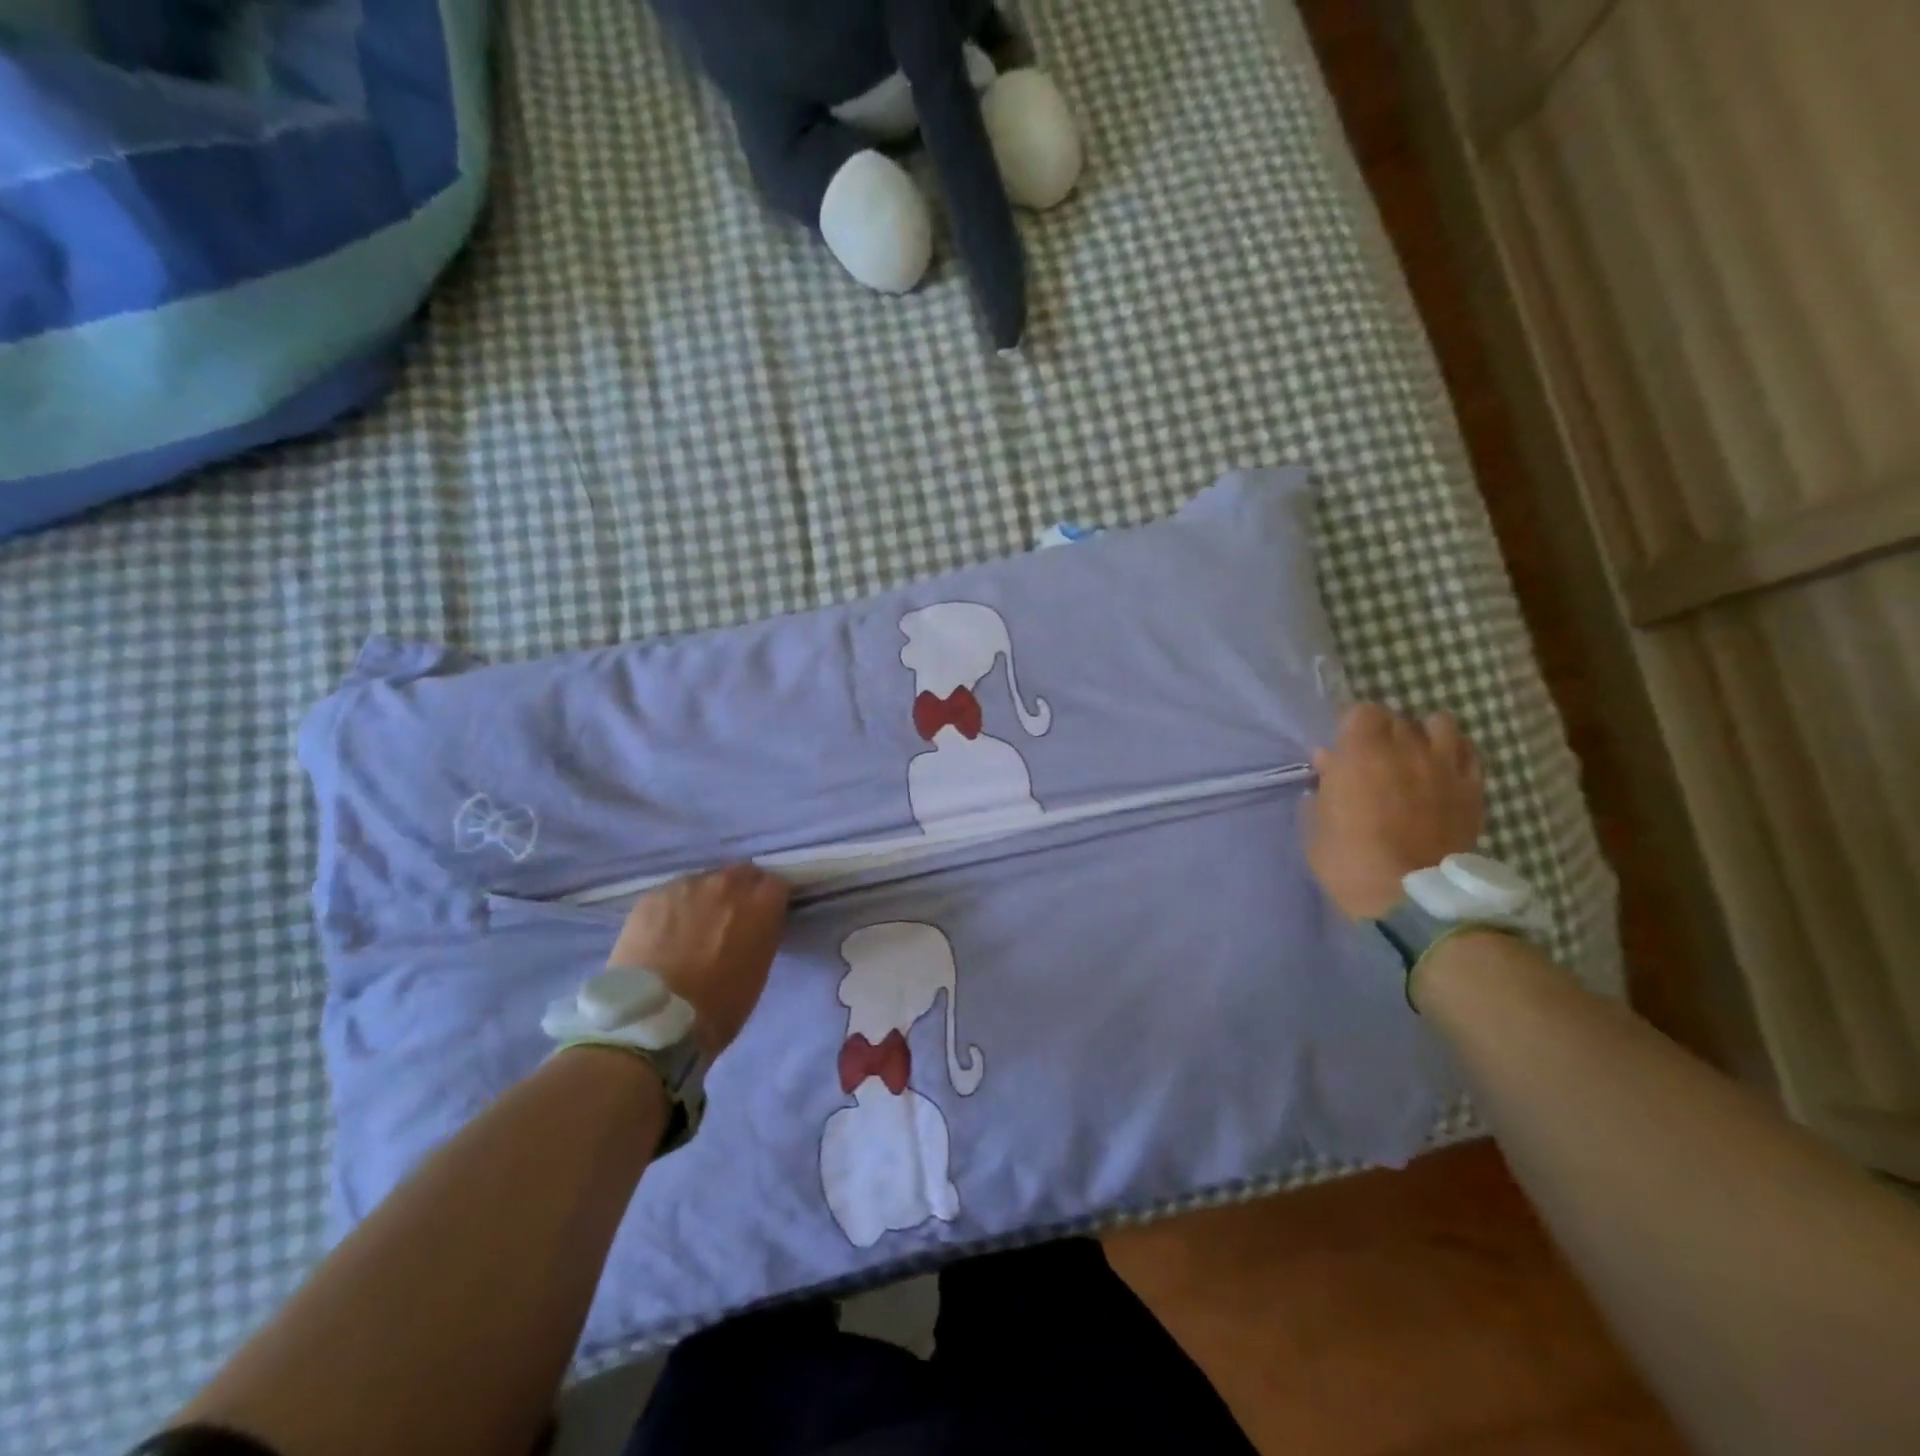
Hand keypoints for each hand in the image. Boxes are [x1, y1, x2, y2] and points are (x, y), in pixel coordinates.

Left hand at [607, 864, 791, 1056]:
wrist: (654, 1020)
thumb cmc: (719, 1007)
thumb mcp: (758, 971)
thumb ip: (761, 934)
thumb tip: (755, 925)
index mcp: (761, 904)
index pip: (776, 884)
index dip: (769, 900)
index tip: (763, 916)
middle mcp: (727, 884)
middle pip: (741, 873)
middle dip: (740, 891)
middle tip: (729, 919)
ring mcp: (687, 886)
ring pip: (704, 881)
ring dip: (705, 897)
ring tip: (691, 927)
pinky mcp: (653, 895)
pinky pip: (672, 893)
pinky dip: (674, 908)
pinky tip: (664, 933)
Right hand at [1303, 702, 1484, 919]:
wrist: (1411, 898)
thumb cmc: (1348, 861)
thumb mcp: (1317, 825)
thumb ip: (1324, 787)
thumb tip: (1328, 763)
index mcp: (1361, 752)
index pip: (1361, 711)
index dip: (1351, 727)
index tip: (1343, 749)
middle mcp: (1406, 748)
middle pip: (1397, 718)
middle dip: (1383, 732)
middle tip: (1374, 758)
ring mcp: (1444, 766)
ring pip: (1440, 725)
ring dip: (1423, 734)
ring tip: (1414, 756)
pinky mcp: (1472, 789)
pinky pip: (1469, 753)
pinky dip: (1454, 753)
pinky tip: (1443, 770)